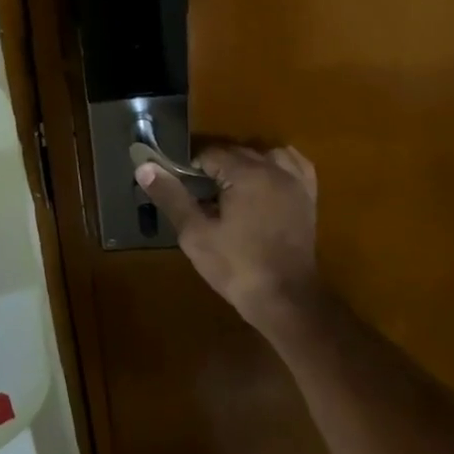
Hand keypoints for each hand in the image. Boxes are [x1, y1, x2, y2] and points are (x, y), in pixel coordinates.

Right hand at [136, 144, 326, 337]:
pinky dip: (278, 164)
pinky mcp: (308, 198)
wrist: (287, 301)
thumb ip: (171, 196)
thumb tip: (144, 167)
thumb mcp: (195, 234)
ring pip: (264, 154)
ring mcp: (295, 183)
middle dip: (216, 168)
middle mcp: (274, 169)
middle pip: (236, 152)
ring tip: (231, 189)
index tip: (184, 191)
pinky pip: (294, 165)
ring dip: (245, 164)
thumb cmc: (237, 268)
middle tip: (200, 197)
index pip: (210, 154)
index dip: (192, 170)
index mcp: (246, 174)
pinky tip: (266, 179)